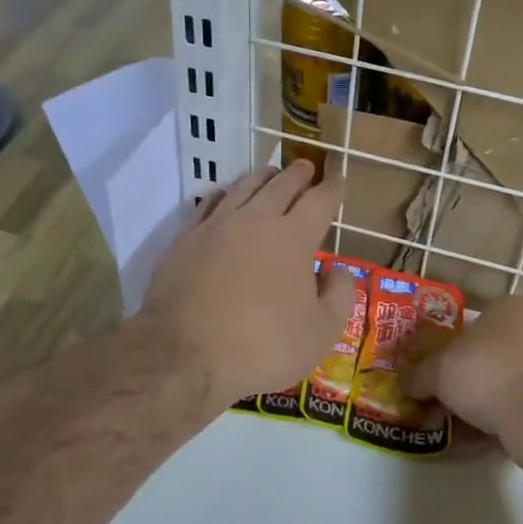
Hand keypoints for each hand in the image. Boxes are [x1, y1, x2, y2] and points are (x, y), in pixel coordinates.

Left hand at [137, 159, 354, 415]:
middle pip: (281, 185)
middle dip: (298, 174)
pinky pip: (209, 203)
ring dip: (262, 177)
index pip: (319, 201)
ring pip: (243, 187)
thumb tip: (338, 270)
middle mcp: (256, 220)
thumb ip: (339, 295)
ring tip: (270, 173)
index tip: (338, 180)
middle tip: (306, 167)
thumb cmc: (262, 347)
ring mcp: (216, 226)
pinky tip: (225, 196)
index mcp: (294, 237)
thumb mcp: (320, 332)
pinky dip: (224, 194)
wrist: (183, 356)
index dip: (332, 189)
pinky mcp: (185, 239)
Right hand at [403, 295, 522, 450]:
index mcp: (512, 307)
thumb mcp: (439, 372)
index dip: (454, 350)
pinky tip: (488, 441)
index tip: (440, 375)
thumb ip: (418, 375)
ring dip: (491, 402)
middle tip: (450, 402)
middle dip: (472, 379)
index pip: (477, 323)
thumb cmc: (488, 374)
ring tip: (465, 429)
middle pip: (496, 353)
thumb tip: (403, 382)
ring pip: (514, 381)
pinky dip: (510, 420)